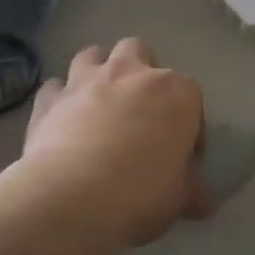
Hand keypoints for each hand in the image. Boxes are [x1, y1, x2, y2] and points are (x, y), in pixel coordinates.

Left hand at [19, 38, 205, 246]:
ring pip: (93, 54)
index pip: (191, 95)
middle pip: (140, 51)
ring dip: (96, 72)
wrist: (72, 197)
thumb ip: (192, 191)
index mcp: (176, 92)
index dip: (188, 123)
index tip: (182, 151)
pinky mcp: (51, 99)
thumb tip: (204, 203)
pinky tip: (60, 119)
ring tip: (97, 103)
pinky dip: (59, 98)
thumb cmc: (141, 192)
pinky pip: (54, 87)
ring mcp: (87, 81)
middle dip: (140, 71)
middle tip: (139, 108)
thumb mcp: (180, 198)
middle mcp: (133, 74)